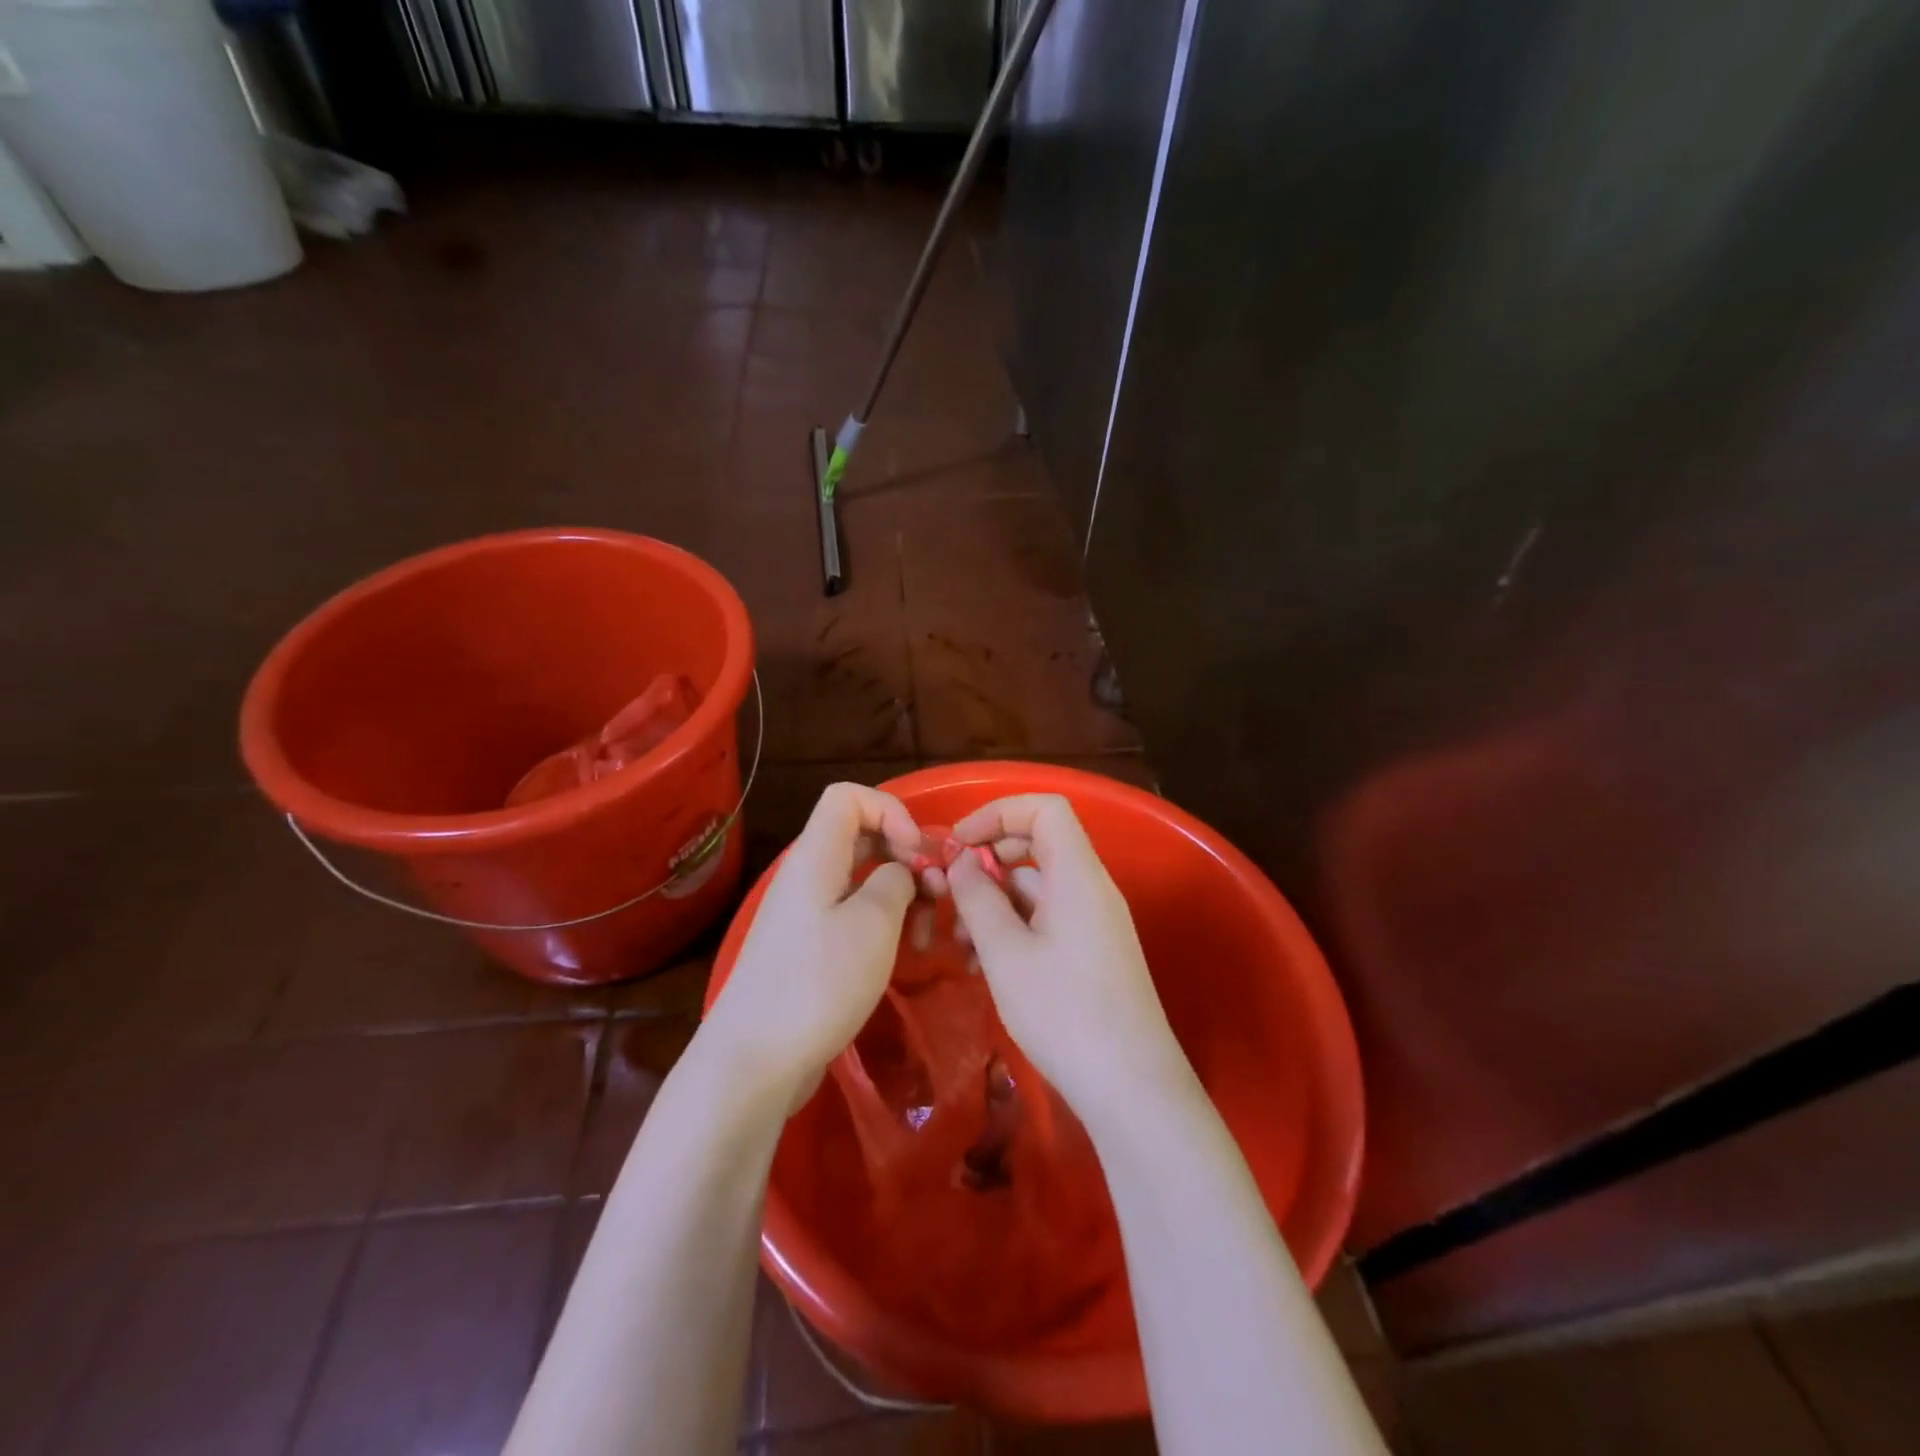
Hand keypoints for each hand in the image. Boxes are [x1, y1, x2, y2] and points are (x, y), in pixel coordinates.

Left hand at [702, 784, 921, 1108]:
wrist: (755, 1060)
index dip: (891, 810)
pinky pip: (853, 911)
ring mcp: (806, 912)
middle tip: (938, 893)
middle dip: (907, 855)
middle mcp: (808, 874)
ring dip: (902, 892)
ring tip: (928, 932)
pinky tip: (906, 950)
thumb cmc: (818, 983)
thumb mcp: (873, 924)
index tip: (918, 852)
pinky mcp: (810, 945)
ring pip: (863, 877)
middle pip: (862, 835)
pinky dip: (884, 921)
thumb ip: (896, 881)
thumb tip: (899, 873)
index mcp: (816, 856)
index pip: (848, 796)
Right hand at [945, 794, 1190, 1117]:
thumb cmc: (1064, 1013)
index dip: (998, 812)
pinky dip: (1012, 927)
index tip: (958, 844)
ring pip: (1037, 887)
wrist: (1131, 1088)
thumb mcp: (1006, 953)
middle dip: (988, 860)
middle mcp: (1091, 888)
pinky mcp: (1091, 953)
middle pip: (1038, 844)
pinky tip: (982, 963)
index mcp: (1078, 874)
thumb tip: (961, 861)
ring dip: (994, 902)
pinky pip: (1046, 919)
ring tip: (957, 944)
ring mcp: (1094, 922)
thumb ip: (978, 897)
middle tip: (950, 892)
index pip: (1044, 808)